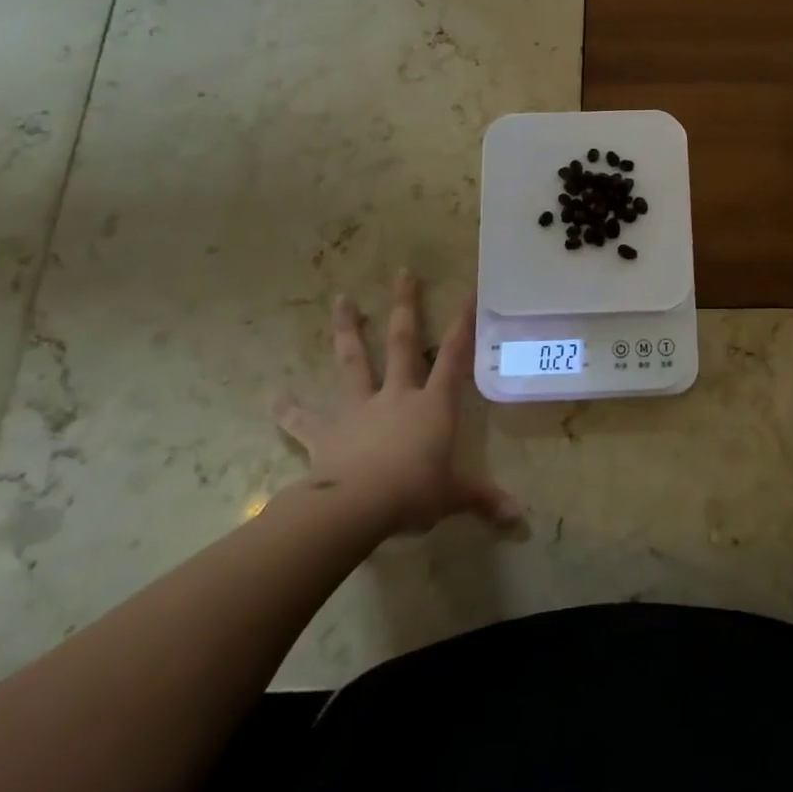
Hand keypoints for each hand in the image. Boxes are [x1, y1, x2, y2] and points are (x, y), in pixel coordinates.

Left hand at [274, 271, 521, 534]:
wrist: (356, 507)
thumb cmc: (413, 493)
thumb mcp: (455, 496)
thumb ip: (485, 500)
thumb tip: (522, 519)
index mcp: (432, 404)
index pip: (454, 356)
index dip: (464, 323)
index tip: (469, 289)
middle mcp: (397, 395)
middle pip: (403, 342)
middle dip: (405, 306)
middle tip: (402, 272)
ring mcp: (359, 409)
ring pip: (353, 362)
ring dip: (347, 330)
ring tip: (341, 299)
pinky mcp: (326, 432)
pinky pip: (304, 419)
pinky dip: (287, 409)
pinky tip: (270, 397)